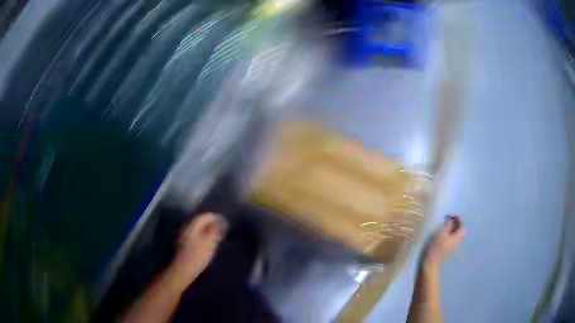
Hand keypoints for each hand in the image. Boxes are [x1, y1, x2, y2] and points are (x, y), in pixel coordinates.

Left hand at [169, 212, 227, 288]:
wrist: (183, 270)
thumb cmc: (197, 256)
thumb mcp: (209, 243)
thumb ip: (215, 230)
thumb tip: (222, 221)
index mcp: (192, 225)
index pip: (205, 216)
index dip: (217, 217)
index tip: (227, 222)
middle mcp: (187, 227)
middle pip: (201, 220)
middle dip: (212, 223)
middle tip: (223, 229)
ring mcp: (184, 235)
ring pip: (198, 228)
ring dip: (208, 230)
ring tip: (218, 235)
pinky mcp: (185, 243)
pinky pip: (196, 234)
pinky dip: (204, 236)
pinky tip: (209, 242)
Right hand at [423, 215, 465, 269]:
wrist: (429, 264)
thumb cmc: (435, 248)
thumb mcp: (441, 233)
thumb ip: (448, 225)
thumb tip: (451, 220)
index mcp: (457, 238)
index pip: (462, 226)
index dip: (458, 219)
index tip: (451, 216)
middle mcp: (457, 243)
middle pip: (459, 231)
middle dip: (455, 225)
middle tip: (446, 221)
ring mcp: (452, 249)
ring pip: (455, 236)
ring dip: (450, 230)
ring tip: (442, 227)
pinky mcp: (447, 252)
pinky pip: (450, 241)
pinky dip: (447, 236)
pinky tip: (440, 236)